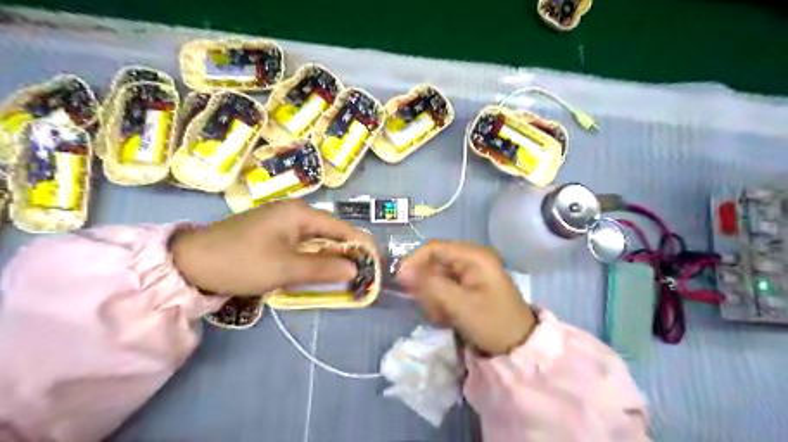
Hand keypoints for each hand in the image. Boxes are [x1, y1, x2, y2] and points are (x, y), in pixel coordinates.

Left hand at [171, 199, 368, 296]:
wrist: (190, 263)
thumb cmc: (242, 262)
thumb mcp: (286, 268)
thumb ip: (324, 269)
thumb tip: (355, 270)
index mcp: (300, 213)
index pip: (342, 228)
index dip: (360, 246)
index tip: (373, 265)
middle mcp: (294, 212)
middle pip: (330, 233)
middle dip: (346, 254)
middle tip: (359, 276)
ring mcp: (281, 222)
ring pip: (316, 240)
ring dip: (329, 258)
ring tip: (343, 277)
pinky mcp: (271, 234)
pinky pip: (301, 245)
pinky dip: (312, 258)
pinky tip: (316, 271)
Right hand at [397, 241, 538, 356]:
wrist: (519, 347)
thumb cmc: (493, 323)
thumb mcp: (460, 304)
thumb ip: (430, 285)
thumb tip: (401, 270)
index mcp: (473, 256)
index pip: (434, 248)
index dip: (414, 261)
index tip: (401, 282)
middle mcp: (471, 259)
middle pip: (434, 263)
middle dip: (428, 286)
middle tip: (432, 308)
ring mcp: (470, 272)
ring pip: (437, 277)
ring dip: (434, 297)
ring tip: (443, 316)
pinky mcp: (468, 286)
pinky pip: (444, 288)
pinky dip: (441, 302)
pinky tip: (447, 317)